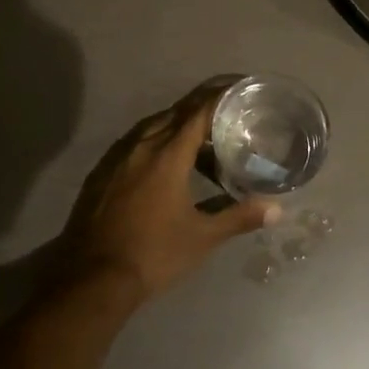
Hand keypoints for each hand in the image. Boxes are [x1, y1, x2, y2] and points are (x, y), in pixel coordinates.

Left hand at [59, 86, 279, 302]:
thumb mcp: (202, 238)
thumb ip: (239, 217)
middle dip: (201, 108)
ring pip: (153, 127)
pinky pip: (134, 142)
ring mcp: (117, 157)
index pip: (198, 112)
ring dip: (177, 126)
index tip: (238, 90)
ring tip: (200, 140)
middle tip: (226, 113)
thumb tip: (278, 210)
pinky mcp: (102, 172)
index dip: (219, 97)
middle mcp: (142, 145)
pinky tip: (164, 161)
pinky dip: (155, 141)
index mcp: (168, 154)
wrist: (91, 279)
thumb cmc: (153, 254)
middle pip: (175, 114)